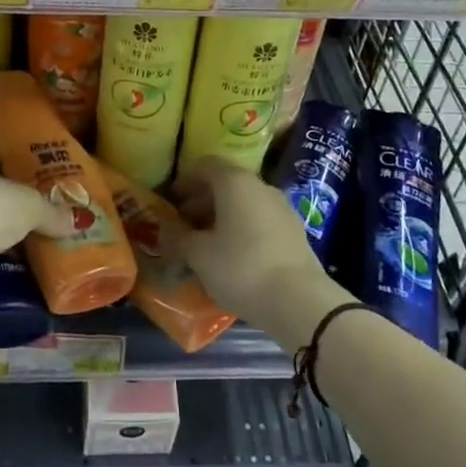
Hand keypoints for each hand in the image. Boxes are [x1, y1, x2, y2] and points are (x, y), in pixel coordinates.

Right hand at [166, 157, 347, 347]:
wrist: (299, 301)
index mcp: (235, 182)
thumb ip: (178, 237)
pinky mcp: (295, 231)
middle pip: (226, 183)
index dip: (185, 180)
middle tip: (184, 224)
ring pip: (245, 202)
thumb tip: (165, 229)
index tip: (171, 200)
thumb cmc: (241, 268)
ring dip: (223, 216)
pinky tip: (233, 256)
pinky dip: (243, 229)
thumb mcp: (199, 255)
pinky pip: (261, 220)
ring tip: (206, 243)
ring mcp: (282, 208)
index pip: (205, 165)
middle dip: (202, 201)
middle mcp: (260, 186)